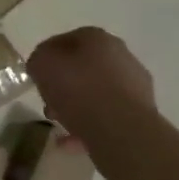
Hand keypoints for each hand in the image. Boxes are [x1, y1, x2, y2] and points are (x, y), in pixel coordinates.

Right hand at [27, 28, 153, 143]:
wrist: (120, 128)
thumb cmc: (78, 88)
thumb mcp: (42, 64)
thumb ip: (39, 59)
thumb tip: (44, 65)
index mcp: (98, 38)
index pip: (65, 41)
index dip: (47, 59)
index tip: (37, 77)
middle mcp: (121, 55)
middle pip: (83, 67)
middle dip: (63, 85)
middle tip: (49, 103)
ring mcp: (135, 84)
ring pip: (97, 92)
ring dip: (77, 106)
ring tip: (61, 125)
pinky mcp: (141, 112)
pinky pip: (107, 115)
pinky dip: (90, 125)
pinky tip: (73, 141)